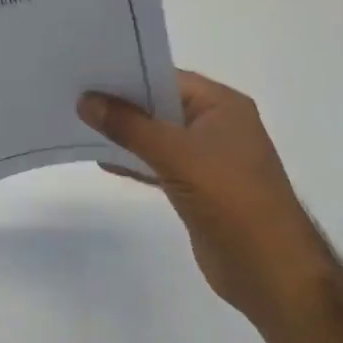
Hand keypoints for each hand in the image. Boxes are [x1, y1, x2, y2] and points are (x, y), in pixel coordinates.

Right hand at [78, 70, 329, 319]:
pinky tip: (102, 160)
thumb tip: (86, 99)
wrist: (268, 270)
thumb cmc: (230, 198)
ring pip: (156, 136)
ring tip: (78, 124)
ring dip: (123, 134)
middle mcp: (216, 126)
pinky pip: (157, 163)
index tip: (86, 72)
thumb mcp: (176, 154)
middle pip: (160, 105)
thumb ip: (129, 126)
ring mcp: (207, 159)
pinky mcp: (196, 188)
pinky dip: (133, 161)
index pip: (168, 77)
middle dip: (120, 104)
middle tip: (73, 95)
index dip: (128, 73)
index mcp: (223, 106)